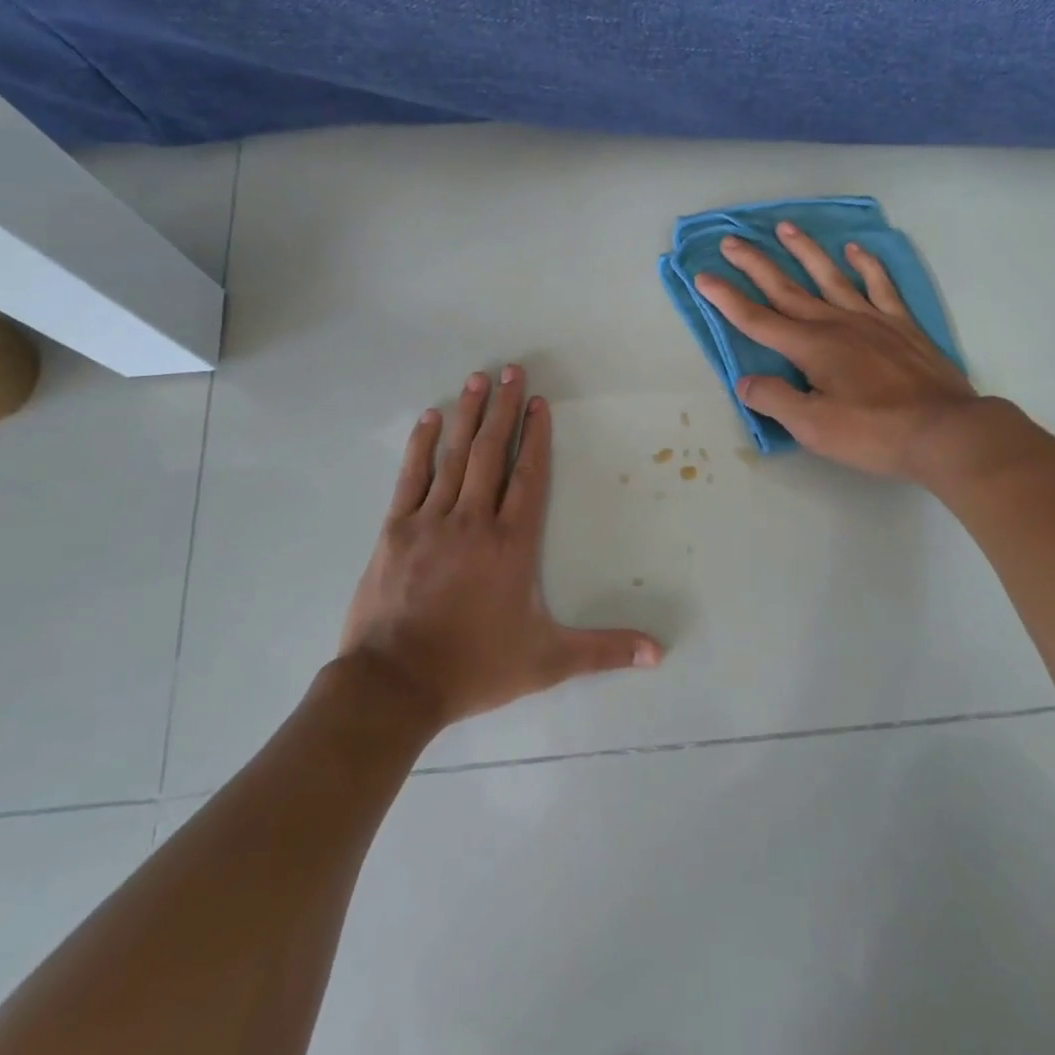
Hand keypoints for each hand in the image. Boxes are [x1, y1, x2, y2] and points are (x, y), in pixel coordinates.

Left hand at [337, 366, 662, 728]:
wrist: (394, 685)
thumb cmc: (475, 666)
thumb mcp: (547, 661)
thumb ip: (603, 651)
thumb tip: (659, 654)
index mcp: (511, 543)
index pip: (529, 476)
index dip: (535, 437)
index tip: (538, 402)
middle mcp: (474, 520)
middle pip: (492, 453)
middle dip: (504, 409)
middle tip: (511, 370)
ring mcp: (431, 521)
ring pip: (454, 456)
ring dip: (468, 415)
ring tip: (478, 379)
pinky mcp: (395, 530)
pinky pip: (411, 476)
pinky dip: (421, 445)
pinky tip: (430, 418)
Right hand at [695, 223, 989, 482]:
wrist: (945, 431)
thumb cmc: (874, 433)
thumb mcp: (814, 427)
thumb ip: (775, 400)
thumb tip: (744, 381)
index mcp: (810, 348)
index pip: (757, 320)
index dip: (726, 299)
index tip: (702, 276)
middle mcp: (835, 324)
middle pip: (786, 289)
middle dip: (755, 265)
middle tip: (731, 241)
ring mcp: (871, 320)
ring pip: (829, 277)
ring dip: (804, 251)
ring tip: (785, 227)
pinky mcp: (900, 325)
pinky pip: (879, 286)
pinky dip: (866, 266)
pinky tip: (854, 250)